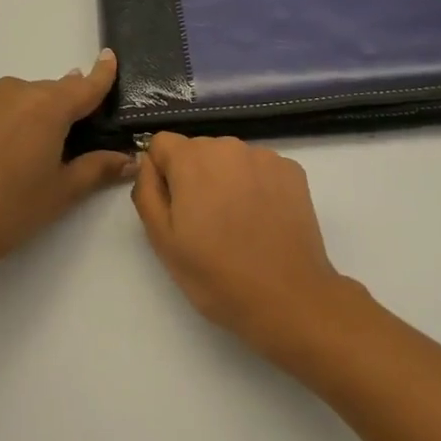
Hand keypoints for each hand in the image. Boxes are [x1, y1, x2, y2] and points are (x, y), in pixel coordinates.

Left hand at [0, 52, 135, 275]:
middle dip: (73, 106)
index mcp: (49, 105)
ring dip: (44, 112)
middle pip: (58, 91)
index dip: (102, 73)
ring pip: (31, 97)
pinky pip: (8, 104)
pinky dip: (21, 116)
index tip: (109, 56)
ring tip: (47, 147)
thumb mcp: (63, 190)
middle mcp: (21, 91)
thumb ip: (98, 168)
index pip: (86, 85)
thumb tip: (129, 160)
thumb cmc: (12, 209)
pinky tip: (18, 146)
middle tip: (84, 137)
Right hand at [132, 133, 354, 360]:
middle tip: (204, 222)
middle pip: (198, 149)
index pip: (162, 143)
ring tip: (237, 223)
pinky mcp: (293, 170)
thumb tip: (148, 163)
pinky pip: (261, 168)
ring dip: (226, 179)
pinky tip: (263, 219)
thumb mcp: (162, 240)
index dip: (162, 172)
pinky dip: (257, 185)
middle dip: (195, 176)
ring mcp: (265, 157)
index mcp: (192, 159)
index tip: (174, 206)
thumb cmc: (216, 275)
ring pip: (231, 158)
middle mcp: (229, 146)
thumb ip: (147, 191)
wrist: (287, 297)